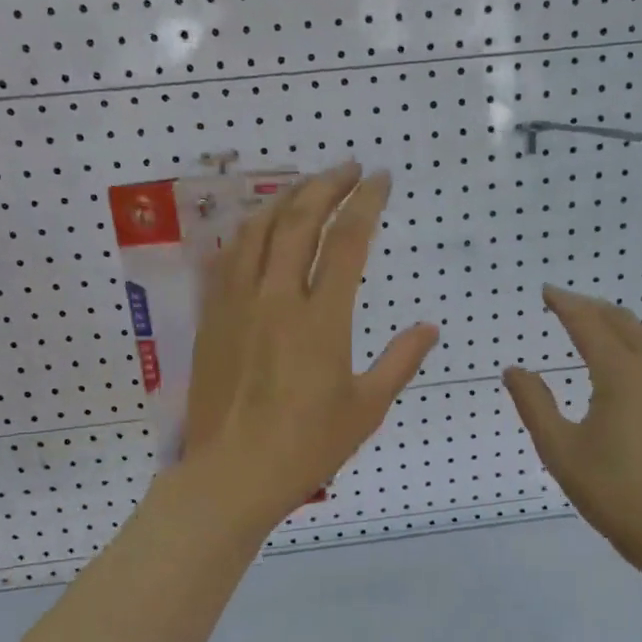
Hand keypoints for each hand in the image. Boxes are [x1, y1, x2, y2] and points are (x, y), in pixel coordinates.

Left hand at [179, 162, 438, 534]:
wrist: (233, 473)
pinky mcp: (212, 318)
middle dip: (327, 184)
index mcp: (321, 319)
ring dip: (285, 198)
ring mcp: (237, 305)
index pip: (346, 241)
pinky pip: (227, 258)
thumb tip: (429, 328)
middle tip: (349, 167)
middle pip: (299, 220)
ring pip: (257, 230)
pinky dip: (249, 232)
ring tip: (306, 186)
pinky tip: (259, 227)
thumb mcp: (367, 408)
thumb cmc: (307, 446)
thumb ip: (400, 361)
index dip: (366, 202)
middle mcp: (276, 299)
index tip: (381, 179)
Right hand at [502, 286, 641, 572]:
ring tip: (598, 325)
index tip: (546, 291)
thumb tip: (513, 370)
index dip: (565, 305)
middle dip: (593, 308)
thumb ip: (534, 403)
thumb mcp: (558, 449)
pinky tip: (635, 361)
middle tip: (567, 304)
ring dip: (621, 324)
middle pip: (623, 323)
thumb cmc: (610, 491)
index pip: (588, 325)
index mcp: (621, 375)